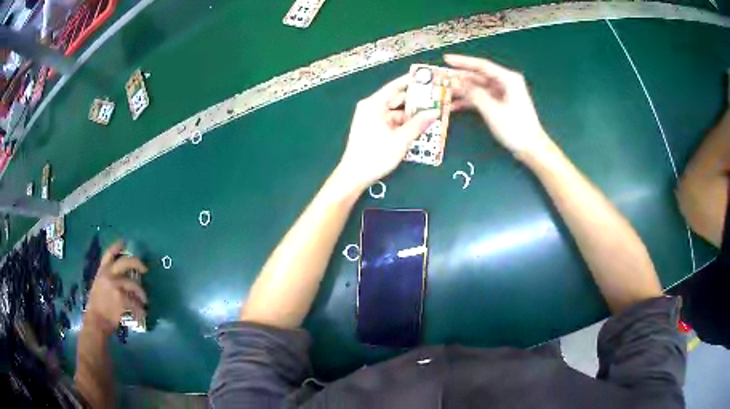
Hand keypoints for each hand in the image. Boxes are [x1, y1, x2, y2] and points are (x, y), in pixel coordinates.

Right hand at [84, 242, 147, 335]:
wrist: (96, 321)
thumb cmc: (97, 306)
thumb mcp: (98, 286)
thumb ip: (108, 279)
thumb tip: (122, 277)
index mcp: (101, 272)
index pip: (108, 254)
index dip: (116, 246)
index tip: (124, 241)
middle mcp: (108, 275)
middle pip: (124, 262)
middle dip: (137, 262)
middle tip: (145, 269)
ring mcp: (114, 285)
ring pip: (133, 284)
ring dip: (141, 293)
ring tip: (145, 301)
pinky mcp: (120, 298)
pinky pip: (135, 302)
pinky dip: (140, 309)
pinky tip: (143, 313)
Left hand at [337, 74, 439, 189]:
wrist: (354, 175)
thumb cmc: (376, 155)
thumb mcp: (401, 139)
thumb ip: (418, 124)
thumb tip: (435, 112)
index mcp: (374, 104)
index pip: (396, 86)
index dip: (412, 81)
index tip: (427, 77)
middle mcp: (371, 107)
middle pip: (396, 98)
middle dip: (416, 99)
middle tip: (436, 98)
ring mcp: (371, 118)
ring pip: (395, 111)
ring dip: (411, 113)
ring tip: (432, 112)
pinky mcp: (372, 128)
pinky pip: (391, 120)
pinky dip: (404, 123)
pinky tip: (419, 126)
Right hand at [445, 54, 552, 158]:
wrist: (531, 148)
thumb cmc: (515, 128)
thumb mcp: (492, 110)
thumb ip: (474, 94)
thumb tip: (458, 83)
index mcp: (508, 79)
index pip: (482, 66)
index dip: (463, 62)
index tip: (446, 59)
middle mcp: (505, 83)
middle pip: (478, 76)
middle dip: (459, 77)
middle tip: (441, 77)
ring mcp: (503, 94)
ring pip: (478, 88)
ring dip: (462, 91)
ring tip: (444, 92)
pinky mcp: (500, 104)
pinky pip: (481, 98)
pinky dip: (469, 101)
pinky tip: (454, 106)